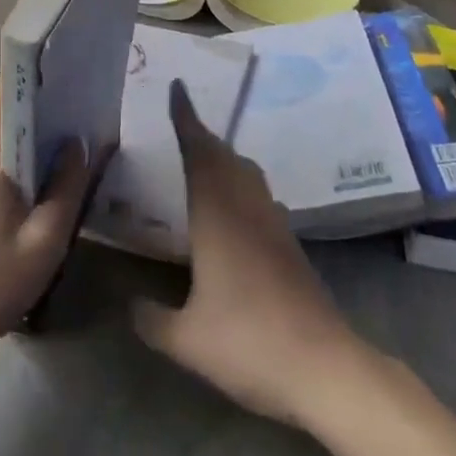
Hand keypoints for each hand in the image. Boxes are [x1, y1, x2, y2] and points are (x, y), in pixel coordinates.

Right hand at [132, 81, 366, 427]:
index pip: (198, 153)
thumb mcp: (186, 339)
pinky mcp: (290, 246)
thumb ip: (151, 318)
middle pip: (224, 157)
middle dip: (201, 135)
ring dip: (223, 157)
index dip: (186, 119)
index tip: (178, 87)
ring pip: (246, 174)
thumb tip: (130, 304)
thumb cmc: (249, 343)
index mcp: (217, 216)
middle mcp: (247, 209)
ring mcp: (273, 226)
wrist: (325, 368)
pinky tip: (232, 209)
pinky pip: (258, 196)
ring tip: (202, 160)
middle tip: (180, 123)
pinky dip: (238, 184)